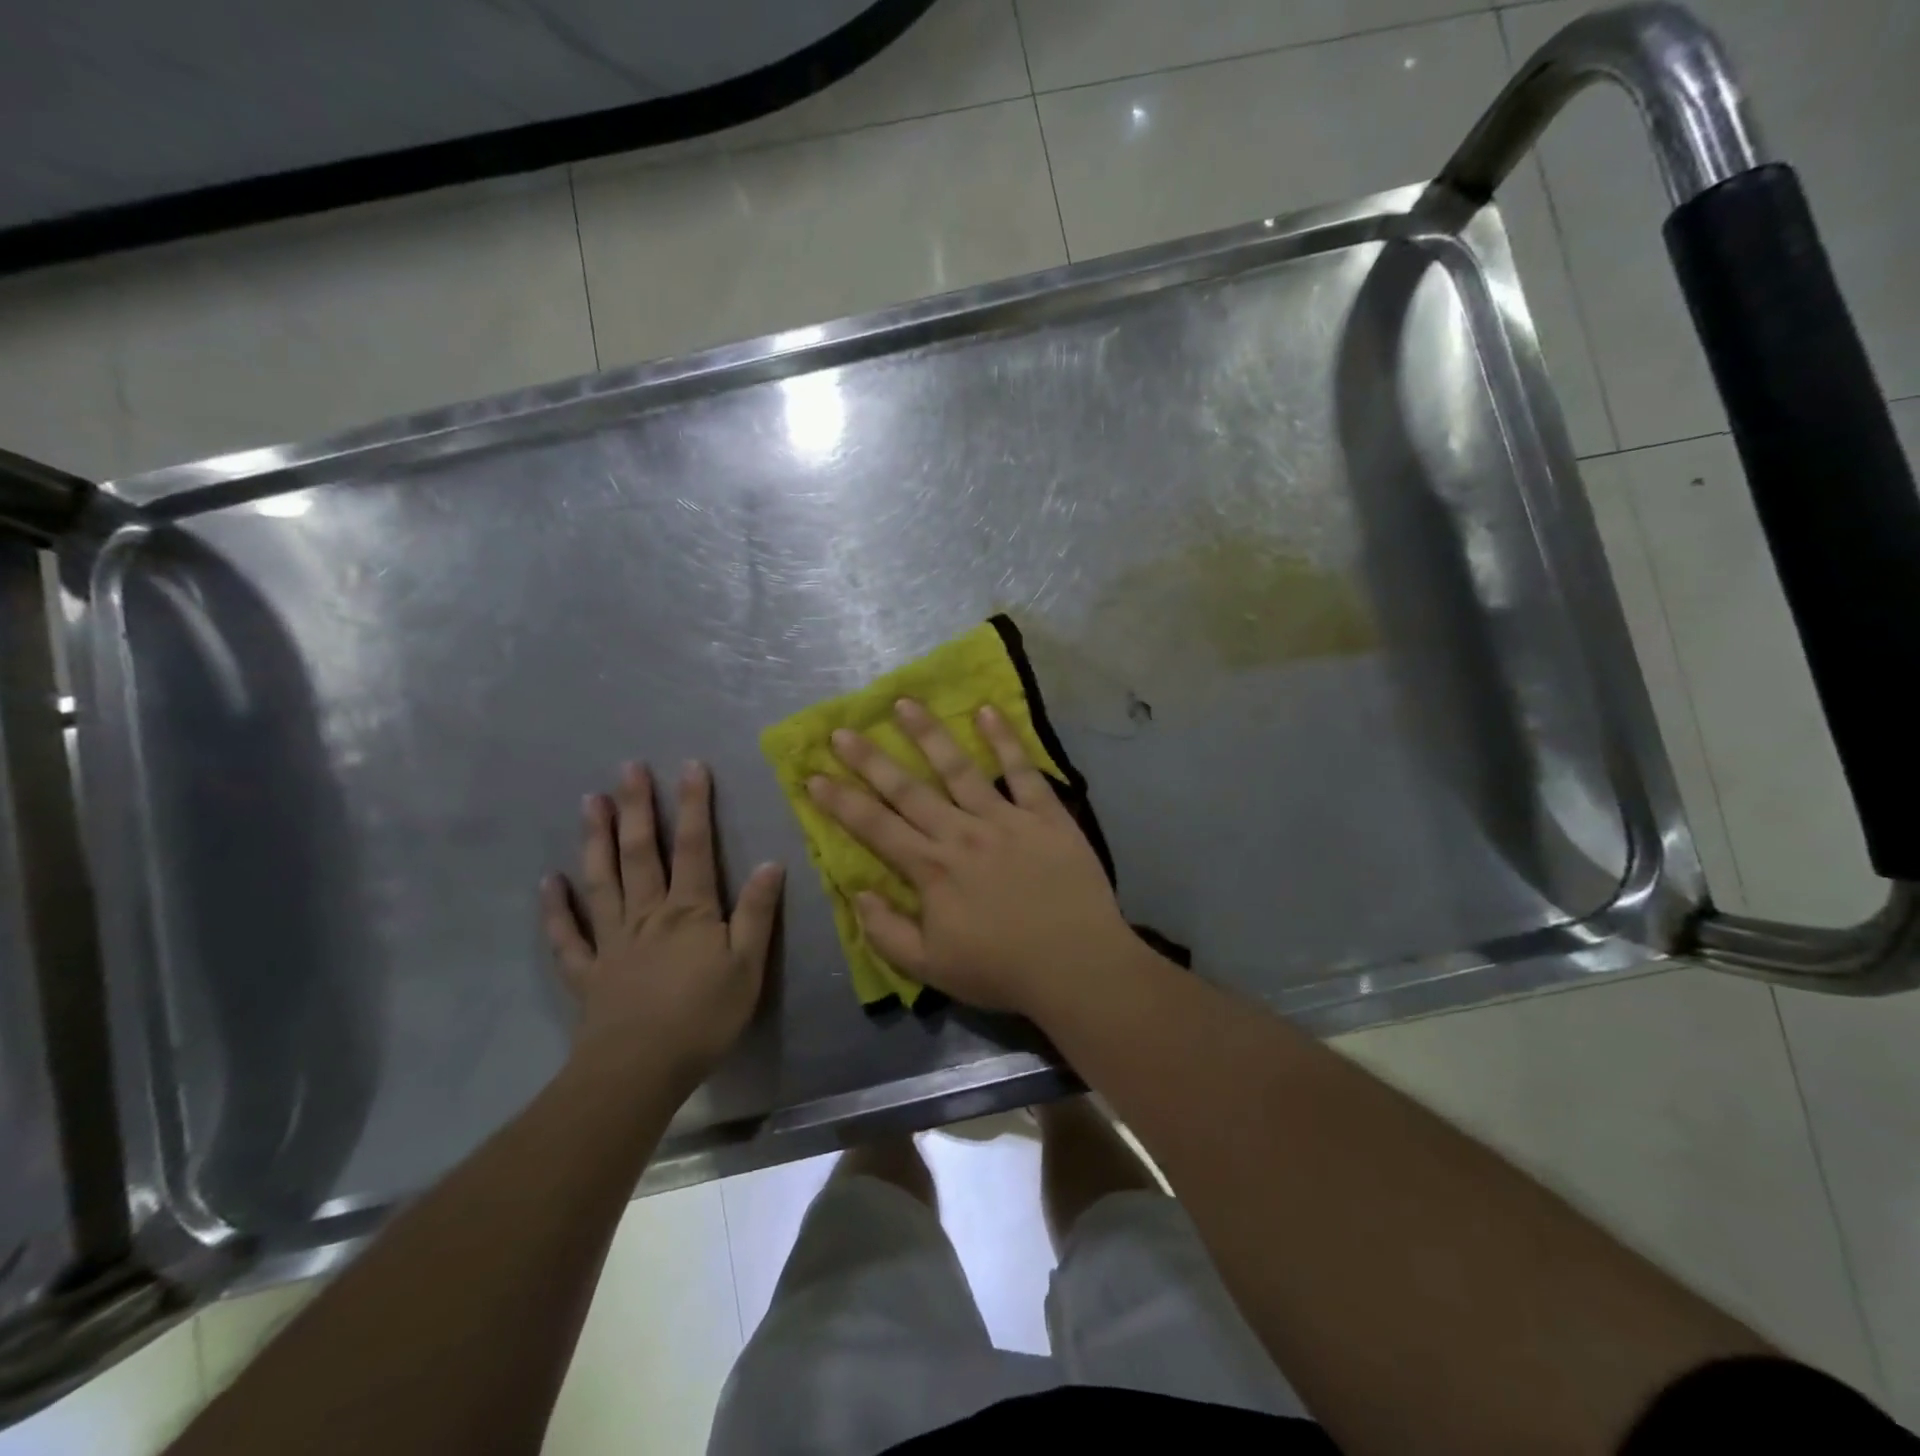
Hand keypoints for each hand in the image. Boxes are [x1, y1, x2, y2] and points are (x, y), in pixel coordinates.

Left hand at [542, 761, 782, 1091]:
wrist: (640, 1070)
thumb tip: (771, 862)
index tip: (690, 766)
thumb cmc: (704, 1017)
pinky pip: (567, 936)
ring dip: (596, 840)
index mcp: (690, 911)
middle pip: (641, 852)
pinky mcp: (588, 971)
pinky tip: (549, 882)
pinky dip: (556, 908)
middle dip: (638, 807)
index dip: (694, 805)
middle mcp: (647, 914)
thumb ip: (758, 913)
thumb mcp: (748, 966)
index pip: (694, 847)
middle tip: (628, 768)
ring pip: (602, 880)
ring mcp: (612, 940)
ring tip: (590, 802)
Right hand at [807, 700, 1135, 1019]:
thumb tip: (857, 893)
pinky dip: (1005, 740)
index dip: (841, 802)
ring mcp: (1004, 819)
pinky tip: (986, 711)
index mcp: (931, 869)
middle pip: (908, 789)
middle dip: (870, 759)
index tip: (813, 775)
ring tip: (904, 703)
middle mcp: (961, 834)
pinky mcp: (1045, 815)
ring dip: (928, 734)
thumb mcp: (930, 968)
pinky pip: (1022, 771)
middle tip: (842, 730)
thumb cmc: (1001, 970)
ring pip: (959, 768)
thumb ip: (886, 932)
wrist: (1076, 965)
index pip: (875, 828)